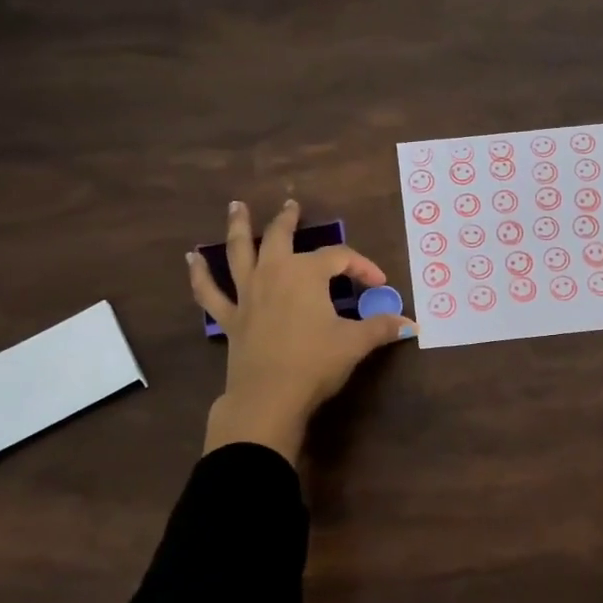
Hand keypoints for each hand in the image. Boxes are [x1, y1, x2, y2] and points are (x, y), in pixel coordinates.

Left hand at [187, 200, 414, 463]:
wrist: (269, 397)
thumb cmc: (315, 363)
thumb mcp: (355, 343)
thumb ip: (382, 328)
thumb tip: (411, 325)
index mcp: (306, 274)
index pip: (339, 259)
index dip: (362, 267)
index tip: (379, 284)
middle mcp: (273, 274)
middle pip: (280, 237)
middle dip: (288, 220)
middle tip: (291, 205)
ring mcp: (246, 294)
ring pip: (238, 252)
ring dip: (237, 228)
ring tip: (236, 207)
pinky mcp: (230, 318)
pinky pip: (209, 292)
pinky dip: (200, 275)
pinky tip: (191, 259)